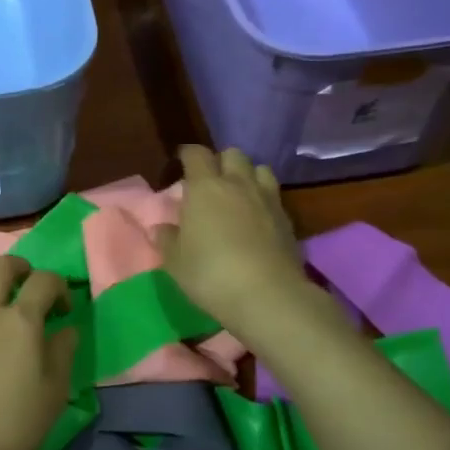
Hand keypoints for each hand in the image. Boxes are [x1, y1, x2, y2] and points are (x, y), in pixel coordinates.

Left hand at [0, 256, 77, 449]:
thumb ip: (63, 353)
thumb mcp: (53, 394)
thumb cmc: (11, 427)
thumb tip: (66, 328)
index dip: (59, 286)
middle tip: (25, 281)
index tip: (63, 308)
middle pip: (0, 267)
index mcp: (21, 321)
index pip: (44, 282)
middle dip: (18, 267)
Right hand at [153, 146, 303, 335]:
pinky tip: (257, 218)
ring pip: (260, 169)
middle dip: (221, 162)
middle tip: (210, 182)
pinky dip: (263, 199)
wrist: (267, 295)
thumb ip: (167, 240)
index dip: (188, 155)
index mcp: (205, 188)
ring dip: (247, 176)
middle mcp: (238, 184)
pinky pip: (274, 196)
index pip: (196, 154)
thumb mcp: (176, 262)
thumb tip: (161, 228)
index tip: (181, 163)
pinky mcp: (288, 219)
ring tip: (238, 195)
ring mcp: (267, 199)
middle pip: (233, 154)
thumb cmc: (210, 274)